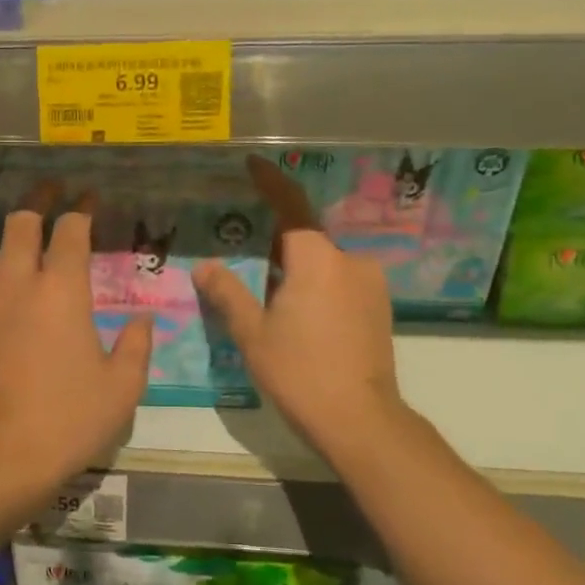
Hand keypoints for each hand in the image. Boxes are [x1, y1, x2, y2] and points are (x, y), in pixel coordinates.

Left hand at [0, 189, 152, 505]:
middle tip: (57, 195)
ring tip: (39, 240)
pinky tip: (18, 287)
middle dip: (40, 202)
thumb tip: (141, 319)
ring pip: (0, 250)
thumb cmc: (70, 419)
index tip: (92, 197)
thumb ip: (136, 345)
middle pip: (22, 224)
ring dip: (19, 237)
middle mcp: (21, 285)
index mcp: (62, 290)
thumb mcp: (122, 387)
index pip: (71, 230)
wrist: (0, 457)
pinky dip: (5, 269)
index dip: (83, 208)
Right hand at [194, 157, 408, 459]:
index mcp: (317, 260)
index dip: (270, 182)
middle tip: (244, 248)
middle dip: (276, 240)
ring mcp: (370, 285)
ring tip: (266, 288)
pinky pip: (340, 281)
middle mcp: (350, 262)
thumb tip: (205, 266)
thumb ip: (228, 293)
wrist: (360, 420)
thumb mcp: (253, 333)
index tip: (252, 164)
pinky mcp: (379, 308)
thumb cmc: (300, 372)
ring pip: (324, 262)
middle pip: (307, 238)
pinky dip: (316, 284)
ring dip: (296, 266)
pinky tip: (297, 311)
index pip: (291, 207)